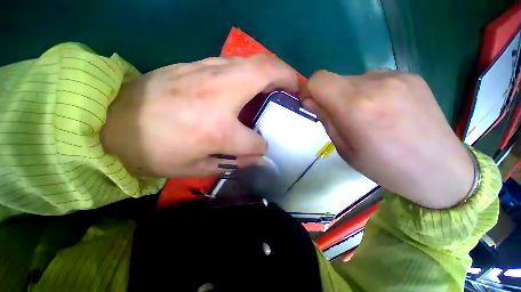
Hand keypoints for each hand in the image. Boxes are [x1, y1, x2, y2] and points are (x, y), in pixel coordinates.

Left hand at [101, 55, 298, 177]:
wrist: (112, 122)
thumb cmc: (155, 151)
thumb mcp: (196, 168)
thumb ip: (233, 162)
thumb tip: (257, 157)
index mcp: (218, 129)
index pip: (255, 140)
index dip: (261, 147)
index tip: (260, 148)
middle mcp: (219, 95)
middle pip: (266, 73)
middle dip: (287, 77)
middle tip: (295, 88)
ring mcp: (208, 73)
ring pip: (253, 61)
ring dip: (272, 69)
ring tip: (278, 84)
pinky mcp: (197, 64)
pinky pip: (235, 62)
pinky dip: (252, 70)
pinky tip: (250, 83)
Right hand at [302, 70, 473, 208]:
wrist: (440, 169)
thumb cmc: (385, 167)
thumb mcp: (344, 149)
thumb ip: (326, 119)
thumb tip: (311, 101)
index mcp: (355, 106)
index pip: (318, 80)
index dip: (310, 90)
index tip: (313, 104)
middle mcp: (375, 84)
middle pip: (335, 80)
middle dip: (331, 97)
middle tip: (343, 118)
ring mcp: (397, 76)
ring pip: (355, 80)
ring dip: (351, 95)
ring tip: (368, 117)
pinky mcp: (411, 76)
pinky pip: (375, 79)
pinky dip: (370, 92)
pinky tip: (386, 111)